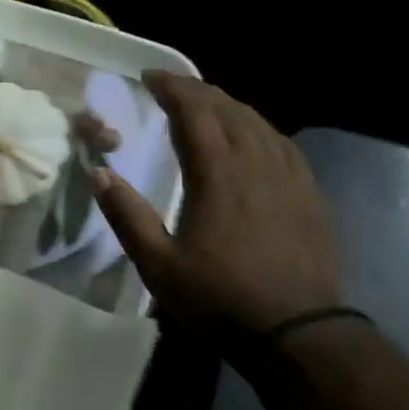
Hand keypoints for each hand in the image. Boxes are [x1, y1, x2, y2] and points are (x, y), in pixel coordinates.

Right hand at [93, 72, 341, 339]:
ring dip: (230, 107)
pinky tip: (255, 139)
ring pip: (259, 123)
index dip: (172, 88)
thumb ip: (128, 217)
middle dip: (198, 92)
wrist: (297, 333)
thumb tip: (99, 174)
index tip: (150, 77)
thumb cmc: (219, 300)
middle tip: (173, 88)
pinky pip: (283, 145)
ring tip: (209, 107)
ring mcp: (289, 178)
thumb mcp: (159, 267)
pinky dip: (260, 129)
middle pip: (229, 110)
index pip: (195, 112)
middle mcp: (256, 164)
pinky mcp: (310, 195)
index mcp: (217, 175)